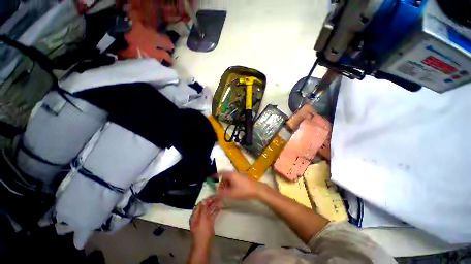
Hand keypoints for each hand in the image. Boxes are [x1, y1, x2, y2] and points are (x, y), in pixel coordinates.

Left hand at [190, 196, 220, 244]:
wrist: (204, 245)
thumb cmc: (202, 231)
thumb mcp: (202, 219)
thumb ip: (203, 209)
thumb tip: (204, 201)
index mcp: (195, 215)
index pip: (200, 204)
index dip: (206, 200)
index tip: (212, 196)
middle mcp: (199, 217)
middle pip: (205, 207)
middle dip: (210, 202)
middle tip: (217, 197)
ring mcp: (204, 220)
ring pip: (209, 211)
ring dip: (213, 206)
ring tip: (219, 200)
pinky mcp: (209, 224)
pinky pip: (212, 215)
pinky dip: (215, 211)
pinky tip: (220, 208)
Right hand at [217, 172, 264, 199]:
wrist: (257, 189)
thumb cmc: (243, 191)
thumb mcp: (231, 193)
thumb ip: (222, 193)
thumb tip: (216, 192)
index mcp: (231, 175)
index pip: (221, 173)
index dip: (216, 176)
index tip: (211, 178)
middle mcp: (235, 172)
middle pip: (226, 176)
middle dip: (223, 183)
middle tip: (222, 190)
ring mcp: (240, 174)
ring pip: (231, 177)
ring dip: (228, 183)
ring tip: (229, 191)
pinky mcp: (244, 176)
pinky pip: (235, 178)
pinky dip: (233, 182)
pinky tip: (236, 189)